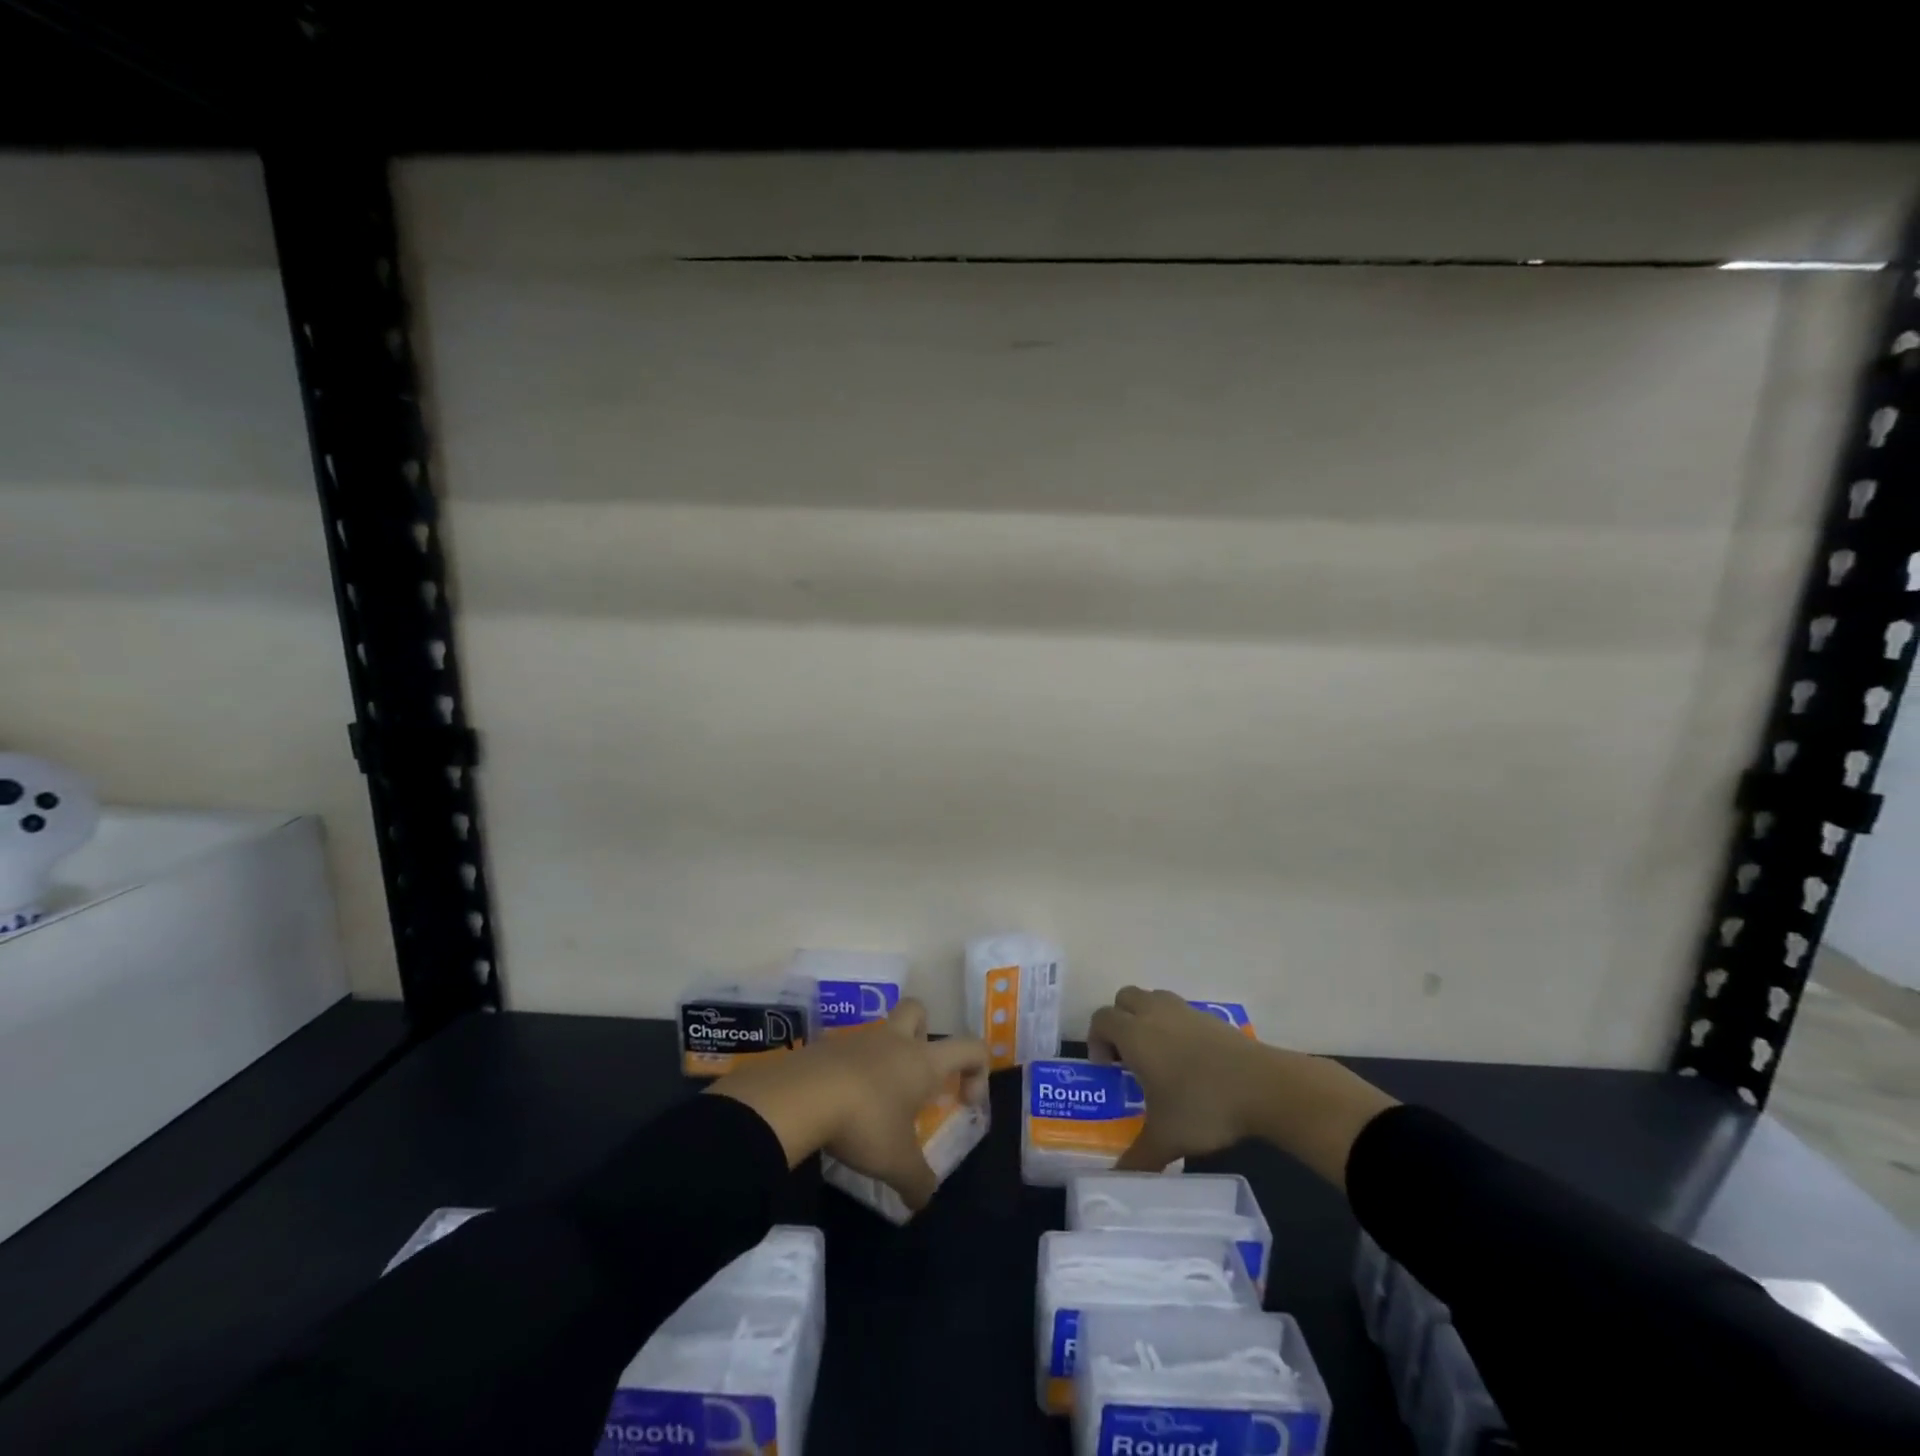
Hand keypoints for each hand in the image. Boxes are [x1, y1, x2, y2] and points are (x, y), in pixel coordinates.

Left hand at [709, 1000, 989, 1212]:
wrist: (801, 1096)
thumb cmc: (864, 1122)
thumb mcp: (896, 1163)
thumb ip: (918, 1182)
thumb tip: (924, 1199)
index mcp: (923, 1061)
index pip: (971, 1047)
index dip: (978, 1071)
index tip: (964, 1102)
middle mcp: (895, 1041)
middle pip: (918, 1010)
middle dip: (924, 1033)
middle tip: (916, 1074)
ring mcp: (858, 1039)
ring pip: (880, 1031)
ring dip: (883, 1057)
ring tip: (874, 1100)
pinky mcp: (826, 1046)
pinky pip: (847, 1050)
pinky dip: (850, 1070)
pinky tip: (841, 1102)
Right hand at [1089, 987, 1276, 1171]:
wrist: (1263, 1086)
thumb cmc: (1203, 1106)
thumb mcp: (1165, 1139)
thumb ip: (1137, 1159)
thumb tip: (1115, 1182)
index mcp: (1135, 1035)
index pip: (1101, 1019)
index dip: (1096, 1039)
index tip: (1107, 1069)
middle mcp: (1155, 1013)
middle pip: (1124, 998)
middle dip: (1119, 1021)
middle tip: (1127, 1056)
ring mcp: (1185, 1010)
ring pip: (1153, 998)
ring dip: (1146, 1017)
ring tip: (1157, 1054)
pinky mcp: (1211, 1016)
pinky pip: (1180, 1010)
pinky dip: (1175, 1024)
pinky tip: (1189, 1059)